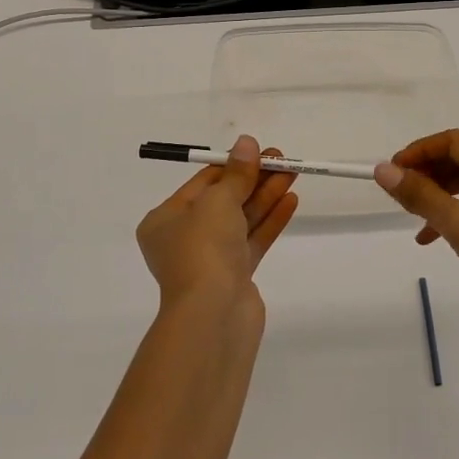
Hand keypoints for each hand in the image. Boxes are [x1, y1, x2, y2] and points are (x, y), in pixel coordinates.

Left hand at [137, 135, 298, 314]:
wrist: (212, 316)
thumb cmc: (203, 249)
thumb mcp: (218, 201)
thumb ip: (237, 173)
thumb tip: (247, 142)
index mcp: (165, 220)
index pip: (202, 183)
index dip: (233, 165)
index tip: (260, 151)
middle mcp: (184, 238)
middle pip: (224, 200)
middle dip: (254, 179)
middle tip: (283, 159)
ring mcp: (210, 259)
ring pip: (241, 220)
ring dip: (266, 196)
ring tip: (293, 173)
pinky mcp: (235, 277)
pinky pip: (253, 240)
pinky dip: (270, 220)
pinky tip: (291, 200)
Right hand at [375, 129, 458, 342]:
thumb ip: (420, 195)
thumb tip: (383, 170)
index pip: (453, 141)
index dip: (419, 150)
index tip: (393, 170)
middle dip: (426, 172)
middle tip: (398, 192)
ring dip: (435, 195)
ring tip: (410, 214)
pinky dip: (450, 216)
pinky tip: (430, 238)